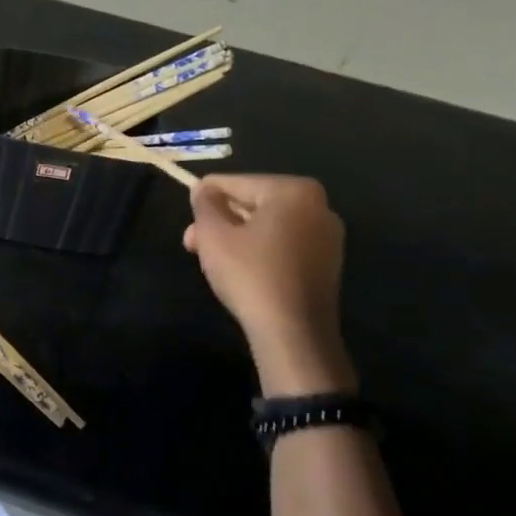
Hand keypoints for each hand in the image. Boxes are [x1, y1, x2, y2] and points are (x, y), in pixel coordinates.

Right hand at [183, 174, 353, 395]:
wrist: (293, 333)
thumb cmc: (250, 274)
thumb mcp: (214, 234)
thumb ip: (205, 204)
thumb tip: (203, 189)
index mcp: (294, 191)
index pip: (236, 183)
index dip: (205, 197)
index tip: (187, 217)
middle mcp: (318, 206)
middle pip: (254, 204)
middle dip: (220, 221)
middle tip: (193, 243)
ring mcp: (327, 237)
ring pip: (268, 226)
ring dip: (237, 237)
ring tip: (211, 258)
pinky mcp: (327, 264)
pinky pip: (285, 245)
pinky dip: (260, 251)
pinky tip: (240, 270)